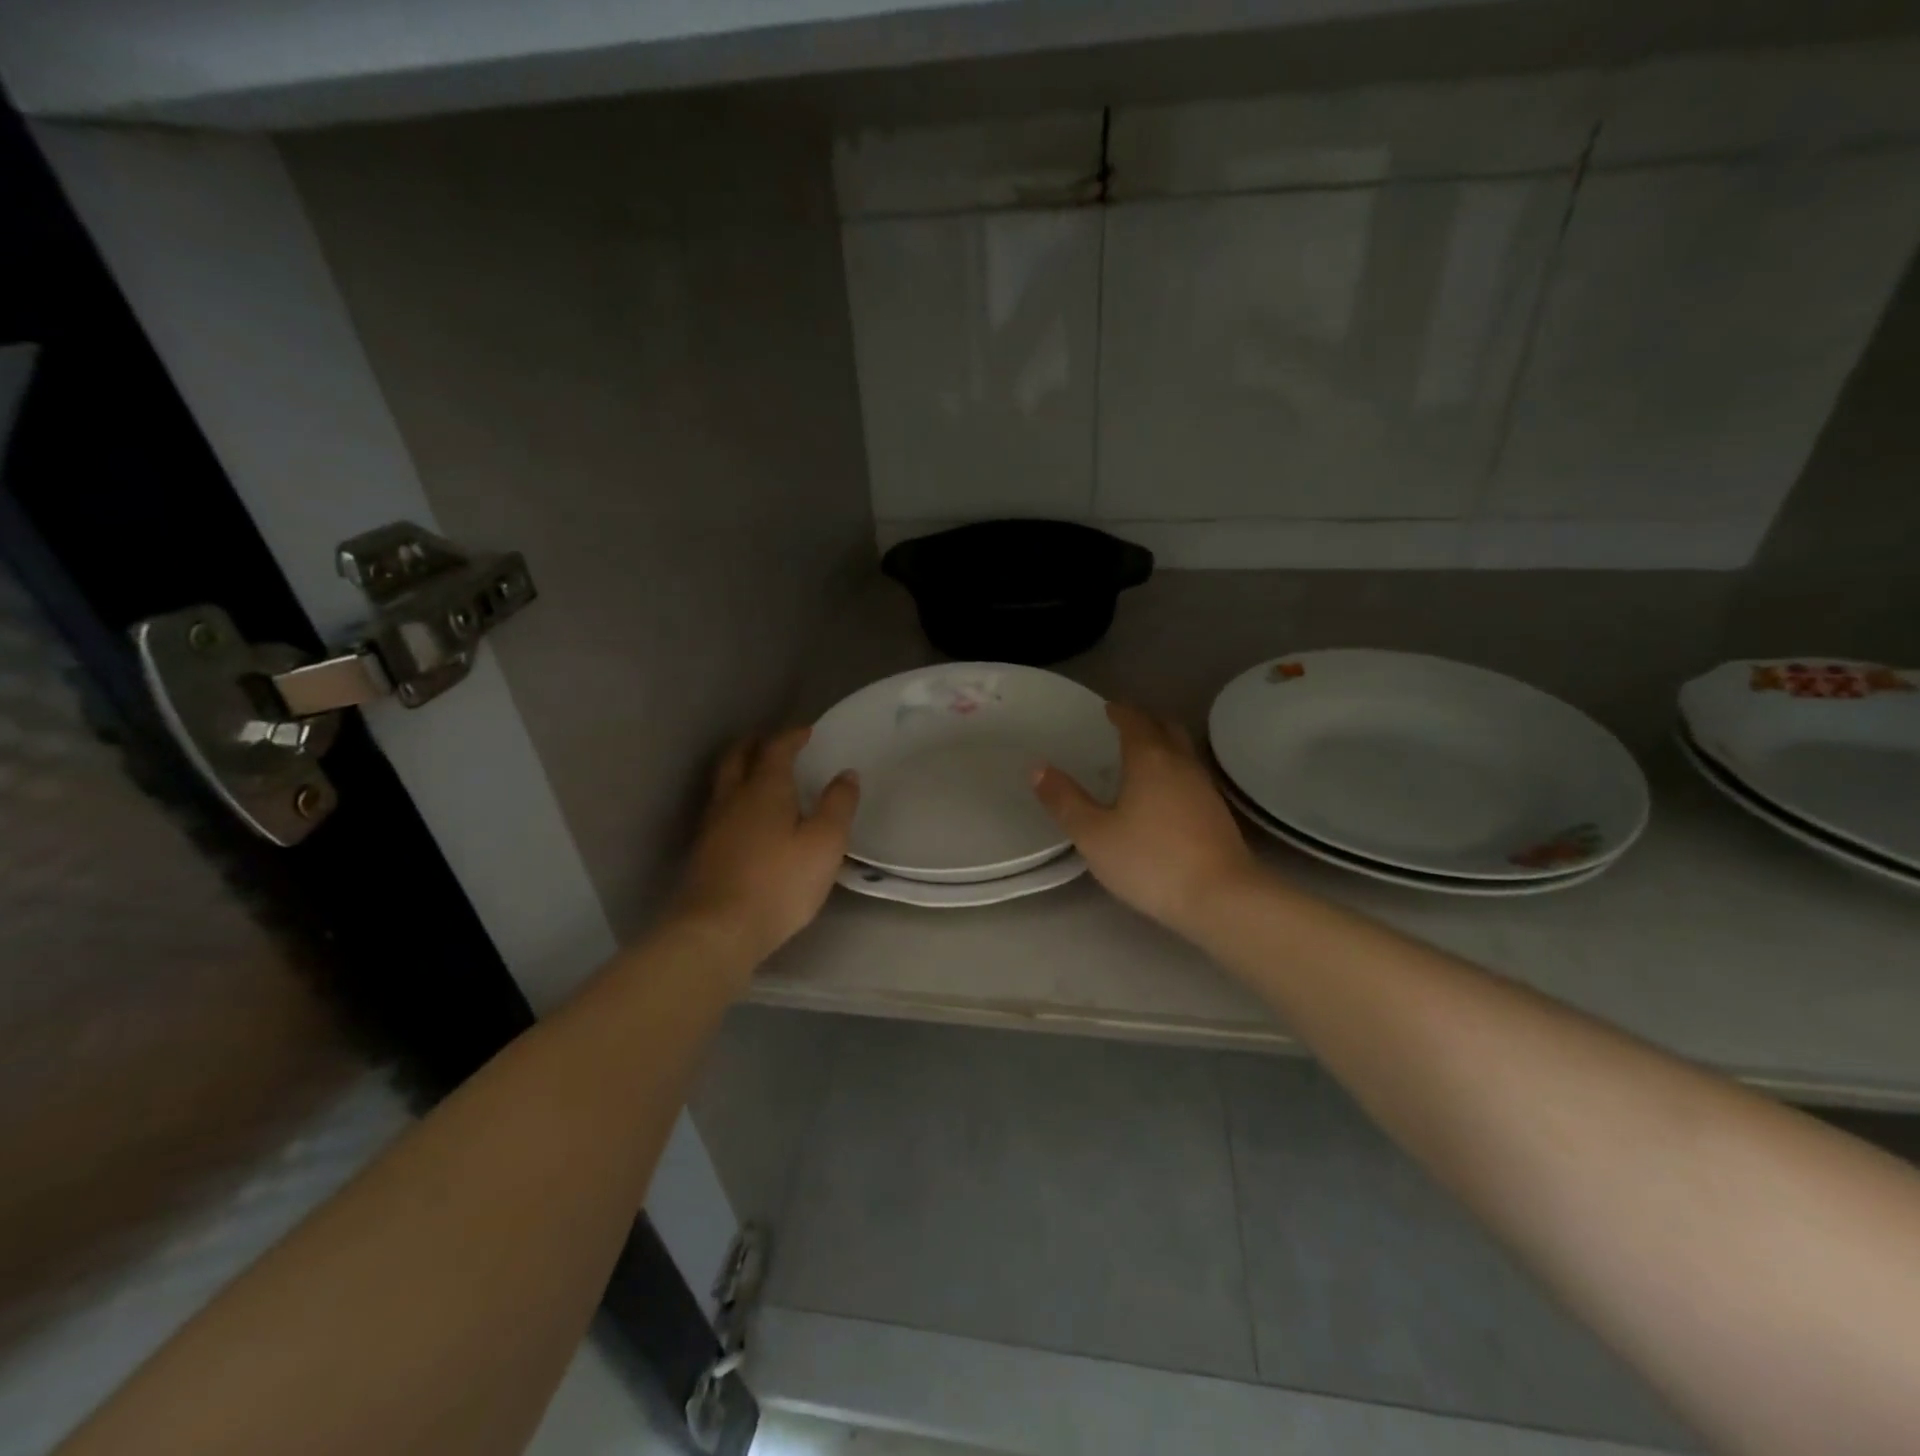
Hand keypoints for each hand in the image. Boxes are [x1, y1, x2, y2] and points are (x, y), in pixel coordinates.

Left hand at [673, 728, 858, 966]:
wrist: (718, 930)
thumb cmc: (779, 883)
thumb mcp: (824, 844)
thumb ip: (837, 805)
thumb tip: (846, 774)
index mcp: (765, 789)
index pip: (776, 749)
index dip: (791, 737)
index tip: (806, 732)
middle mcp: (734, 798)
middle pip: (738, 758)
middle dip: (756, 744)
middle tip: (773, 742)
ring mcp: (713, 825)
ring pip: (724, 782)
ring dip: (741, 769)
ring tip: (759, 775)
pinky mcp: (704, 851)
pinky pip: (720, 808)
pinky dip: (735, 798)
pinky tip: (746, 818)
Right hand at [1033, 703, 1257, 938]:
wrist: (1222, 898)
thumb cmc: (1150, 861)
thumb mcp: (1093, 835)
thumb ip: (1065, 800)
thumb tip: (1038, 768)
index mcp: (1149, 759)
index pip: (1134, 720)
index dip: (1119, 711)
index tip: (1106, 709)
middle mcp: (1181, 764)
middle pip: (1166, 728)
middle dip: (1145, 721)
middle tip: (1123, 727)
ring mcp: (1205, 788)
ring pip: (1182, 752)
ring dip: (1162, 746)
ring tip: (1139, 760)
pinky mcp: (1218, 814)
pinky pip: (1191, 776)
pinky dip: (1173, 772)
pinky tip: (1162, 796)